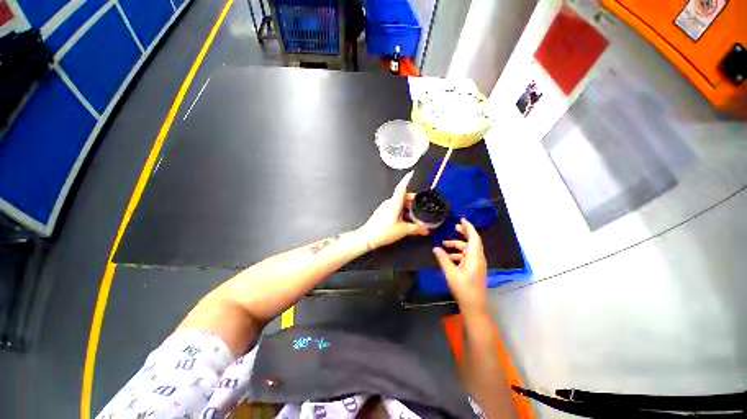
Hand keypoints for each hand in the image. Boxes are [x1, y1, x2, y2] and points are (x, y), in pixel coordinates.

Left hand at [358, 171, 429, 249]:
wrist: (368, 238)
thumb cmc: (384, 232)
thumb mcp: (403, 230)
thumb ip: (416, 229)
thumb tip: (425, 230)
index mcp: (395, 203)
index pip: (401, 187)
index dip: (407, 179)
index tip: (411, 173)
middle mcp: (389, 203)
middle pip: (402, 196)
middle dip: (412, 199)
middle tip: (420, 204)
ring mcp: (384, 207)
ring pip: (398, 202)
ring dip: (406, 207)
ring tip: (413, 215)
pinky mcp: (382, 212)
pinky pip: (393, 207)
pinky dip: (401, 211)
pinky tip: (404, 220)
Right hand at [433, 218, 487, 311]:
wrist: (474, 305)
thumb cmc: (463, 287)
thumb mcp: (450, 272)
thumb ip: (443, 258)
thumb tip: (435, 248)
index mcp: (475, 257)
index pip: (474, 237)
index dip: (469, 227)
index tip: (461, 219)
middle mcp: (478, 258)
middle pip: (472, 241)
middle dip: (463, 233)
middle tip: (454, 227)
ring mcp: (477, 264)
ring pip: (467, 250)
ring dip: (457, 245)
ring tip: (444, 244)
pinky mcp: (474, 269)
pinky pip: (466, 257)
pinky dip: (458, 254)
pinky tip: (448, 257)